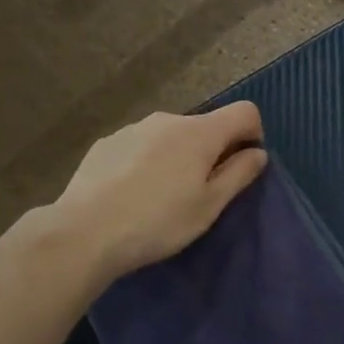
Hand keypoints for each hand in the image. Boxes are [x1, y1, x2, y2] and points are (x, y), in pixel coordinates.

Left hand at [53, 103, 268, 283]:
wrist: (85, 232)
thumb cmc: (158, 222)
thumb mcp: (209, 206)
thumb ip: (238, 174)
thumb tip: (258, 153)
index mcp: (199, 133)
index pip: (245, 111)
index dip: (253, 135)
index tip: (242, 168)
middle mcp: (167, 119)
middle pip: (205, 126)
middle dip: (212, 151)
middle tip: (200, 193)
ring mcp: (133, 128)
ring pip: (171, 136)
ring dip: (178, 156)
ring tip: (162, 196)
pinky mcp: (107, 142)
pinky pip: (141, 145)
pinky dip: (148, 161)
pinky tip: (132, 193)